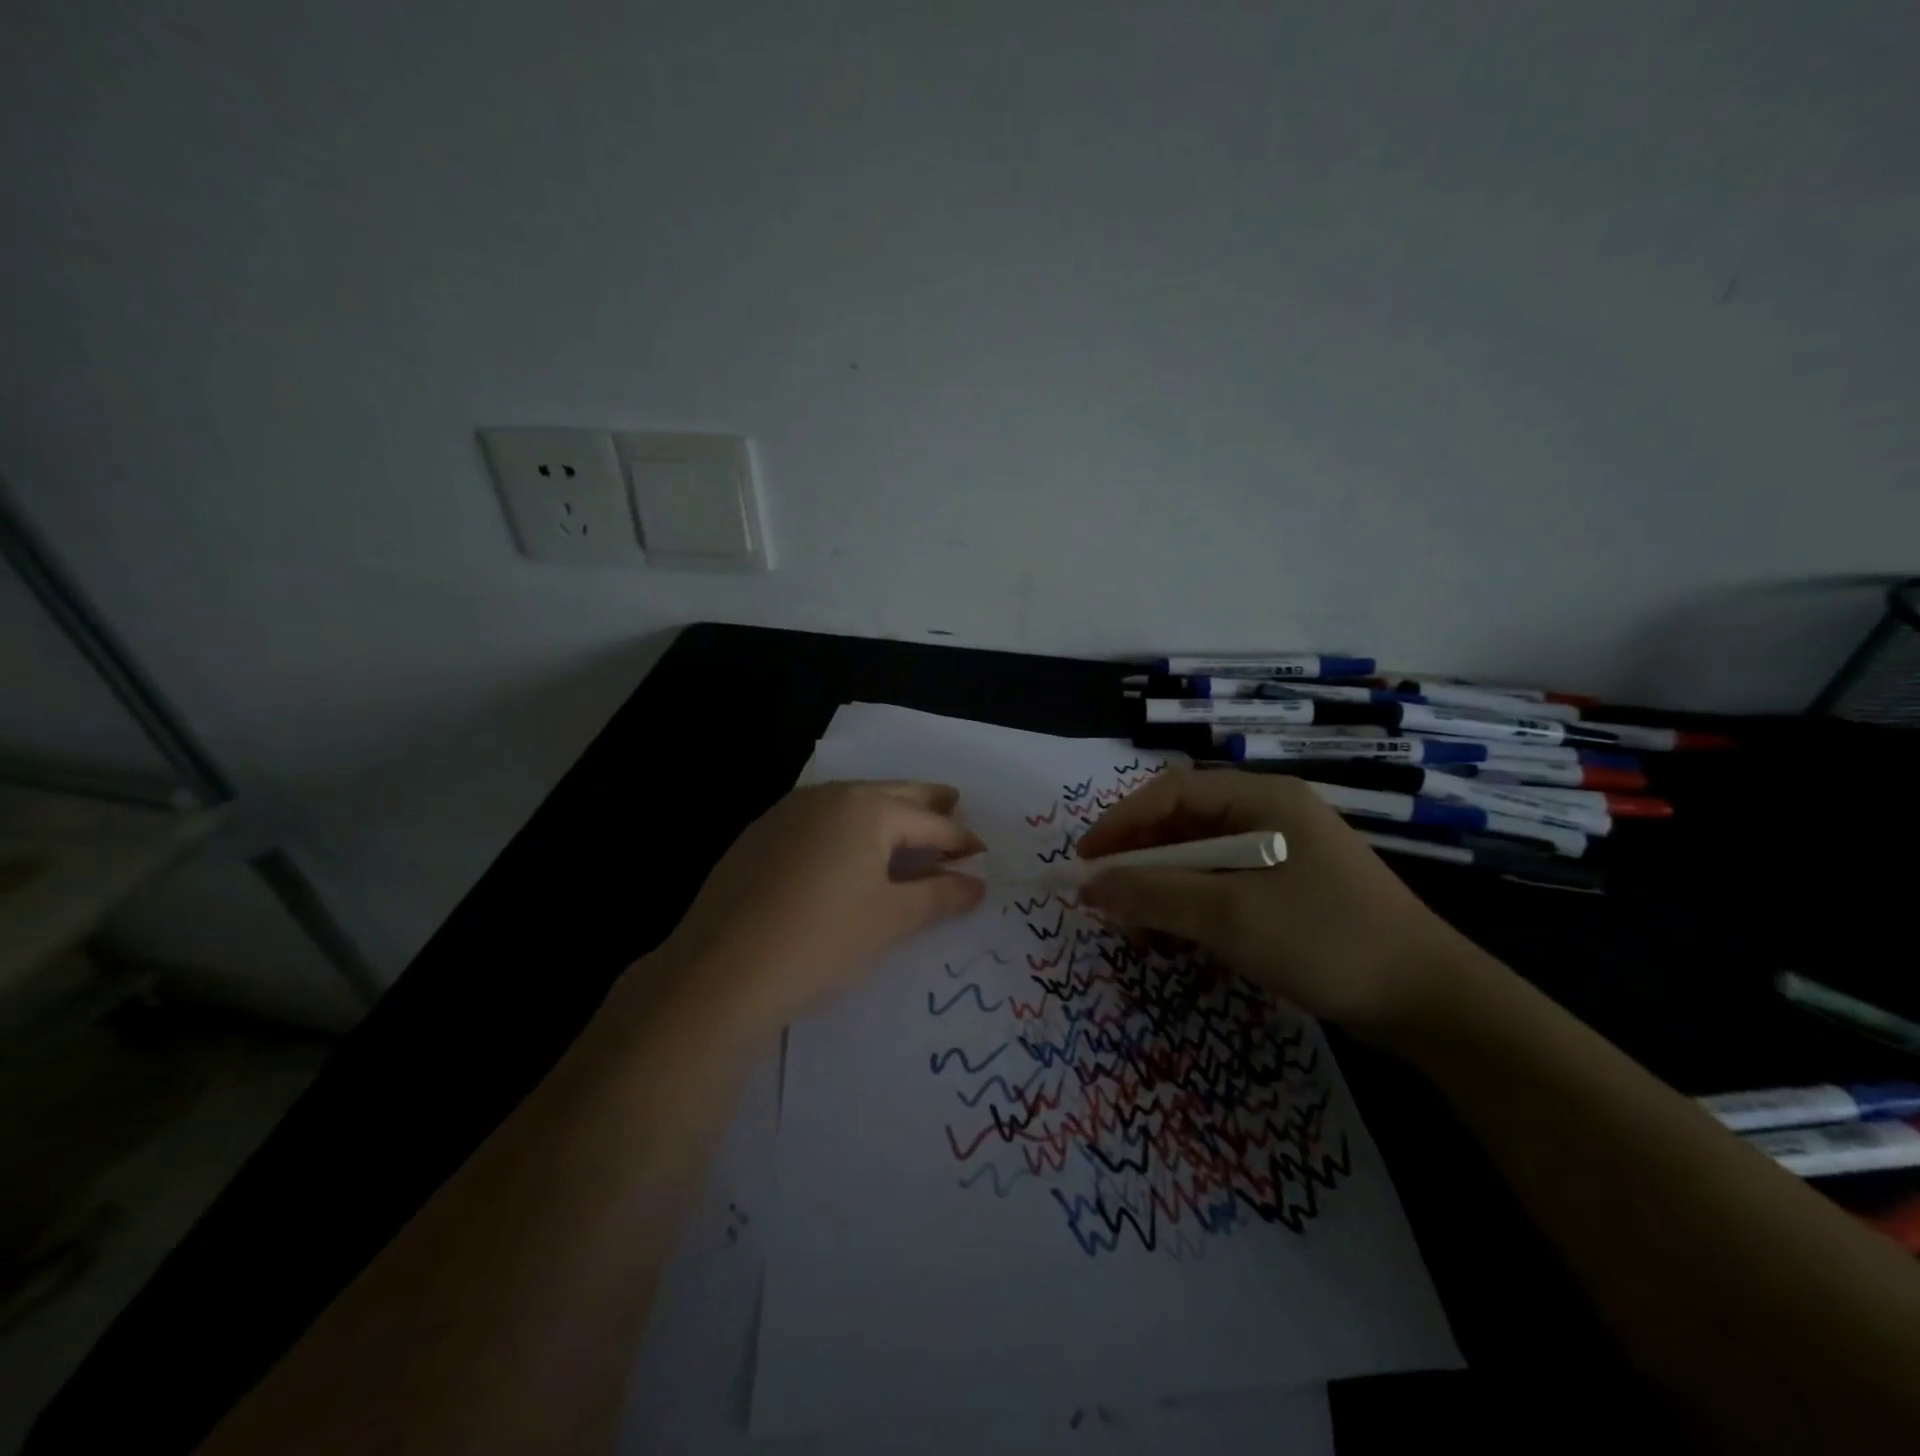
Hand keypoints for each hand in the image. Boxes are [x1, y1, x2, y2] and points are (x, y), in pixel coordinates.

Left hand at [656, 780, 985, 1033]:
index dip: (959, 840)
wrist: (720, 970)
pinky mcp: (760, 834)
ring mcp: (789, 812)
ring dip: (885, 810)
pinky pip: (819, 819)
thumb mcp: (891, 920)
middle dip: (926, 802)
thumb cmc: (822, 941)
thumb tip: (976, 884)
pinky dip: (846, 826)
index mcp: (868, 809)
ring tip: (905, 825)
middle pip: (892, 794)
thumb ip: (939, 896)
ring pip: (852, 802)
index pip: (929, 823)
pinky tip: (847, 848)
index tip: (982, 853)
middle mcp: (829, 797)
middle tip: (954, 803)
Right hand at [1076, 768, 1474, 1034]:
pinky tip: (1176, 940)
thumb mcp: (1230, 916)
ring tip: (1138, 929)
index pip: (1171, 792)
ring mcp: (1282, 854)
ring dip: (1162, 889)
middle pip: (1183, 825)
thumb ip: (1154, 894)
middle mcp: (1269, 815)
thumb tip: (1089, 886)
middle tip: (1105, 901)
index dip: (1120, 823)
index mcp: (1262, 799)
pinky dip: (1192, 908)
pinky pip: (1223, 886)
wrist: (1432, 1004)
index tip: (1085, 862)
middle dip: (1140, 862)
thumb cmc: (1326, 940)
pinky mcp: (1289, 891)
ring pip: (1199, 859)